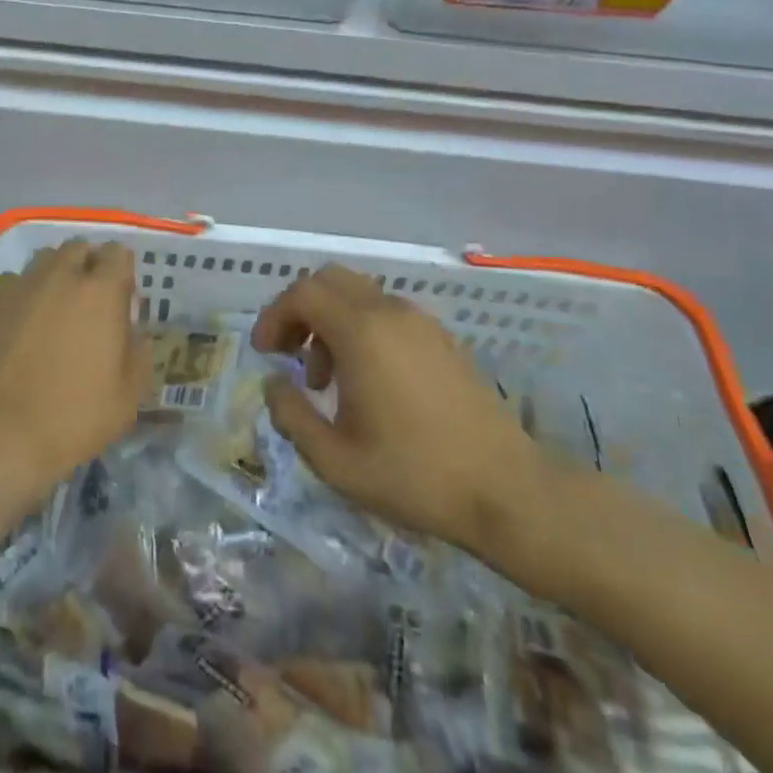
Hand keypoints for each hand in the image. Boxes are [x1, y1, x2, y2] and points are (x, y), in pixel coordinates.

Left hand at [0, 239, 145, 512]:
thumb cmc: (72, 417)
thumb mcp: (127, 397)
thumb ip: (137, 352)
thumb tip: (134, 331)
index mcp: (101, 291)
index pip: (117, 253)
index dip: (121, 272)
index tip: (120, 299)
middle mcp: (61, 275)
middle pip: (79, 248)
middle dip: (87, 265)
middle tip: (88, 302)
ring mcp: (21, 284)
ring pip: (44, 259)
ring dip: (55, 274)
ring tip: (53, 307)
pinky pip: (14, 281)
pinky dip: (22, 292)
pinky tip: (20, 322)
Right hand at [251, 265, 551, 570]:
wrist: (508, 492)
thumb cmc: (414, 474)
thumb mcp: (334, 460)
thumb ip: (291, 415)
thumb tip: (273, 383)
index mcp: (362, 332)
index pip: (303, 292)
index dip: (274, 315)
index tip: (265, 352)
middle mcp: (390, 312)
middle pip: (330, 280)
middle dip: (299, 310)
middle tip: (288, 352)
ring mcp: (422, 322)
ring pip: (359, 295)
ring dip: (330, 322)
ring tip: (326, 379)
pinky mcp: (442, 339)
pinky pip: (387, 313)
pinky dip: (361, 329)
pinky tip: (367, 382)